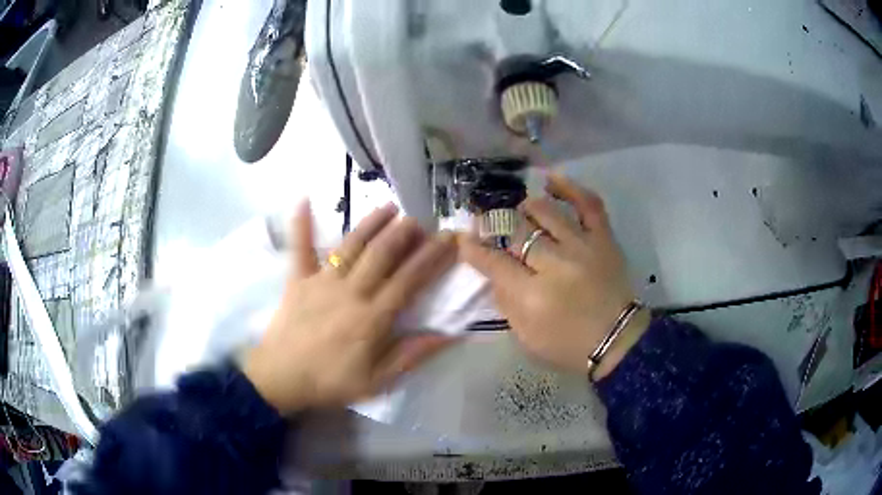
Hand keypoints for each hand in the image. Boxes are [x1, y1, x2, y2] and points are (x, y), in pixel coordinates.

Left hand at [244, 201, 456, 414]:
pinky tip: (303, 199)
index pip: (410, 280)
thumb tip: (449, 335)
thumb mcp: (378, 380)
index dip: (432, 258)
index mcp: (373, 317)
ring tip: (389, 207)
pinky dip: (301, 224)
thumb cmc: (331, 382)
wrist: (282, 379)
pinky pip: (299, 248)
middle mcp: (350, 292)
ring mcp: (321, 282)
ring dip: (371, 223)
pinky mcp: (297, 280)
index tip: (448, 240)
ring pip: (351, 245)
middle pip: (382, 254)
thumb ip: (412, 355)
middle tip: (420, 220)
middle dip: (405, 233)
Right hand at [460, 174, 648, 379]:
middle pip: (516, 231)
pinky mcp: (603, 238)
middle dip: (494, 223)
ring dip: (525, 209)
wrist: (617, 340)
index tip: (464, 239)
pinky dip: (569, 187)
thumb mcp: (526, 336)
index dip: (474, 248)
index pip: (494, 263)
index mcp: (533, 296)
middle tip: (486, 221)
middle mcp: (555, 265)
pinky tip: (551, 180)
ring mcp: (582, 247)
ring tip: (520, 213)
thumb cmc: (568, 344)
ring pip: (545, 211)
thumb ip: (506, 302)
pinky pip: (588, 204)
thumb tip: (494, 270)